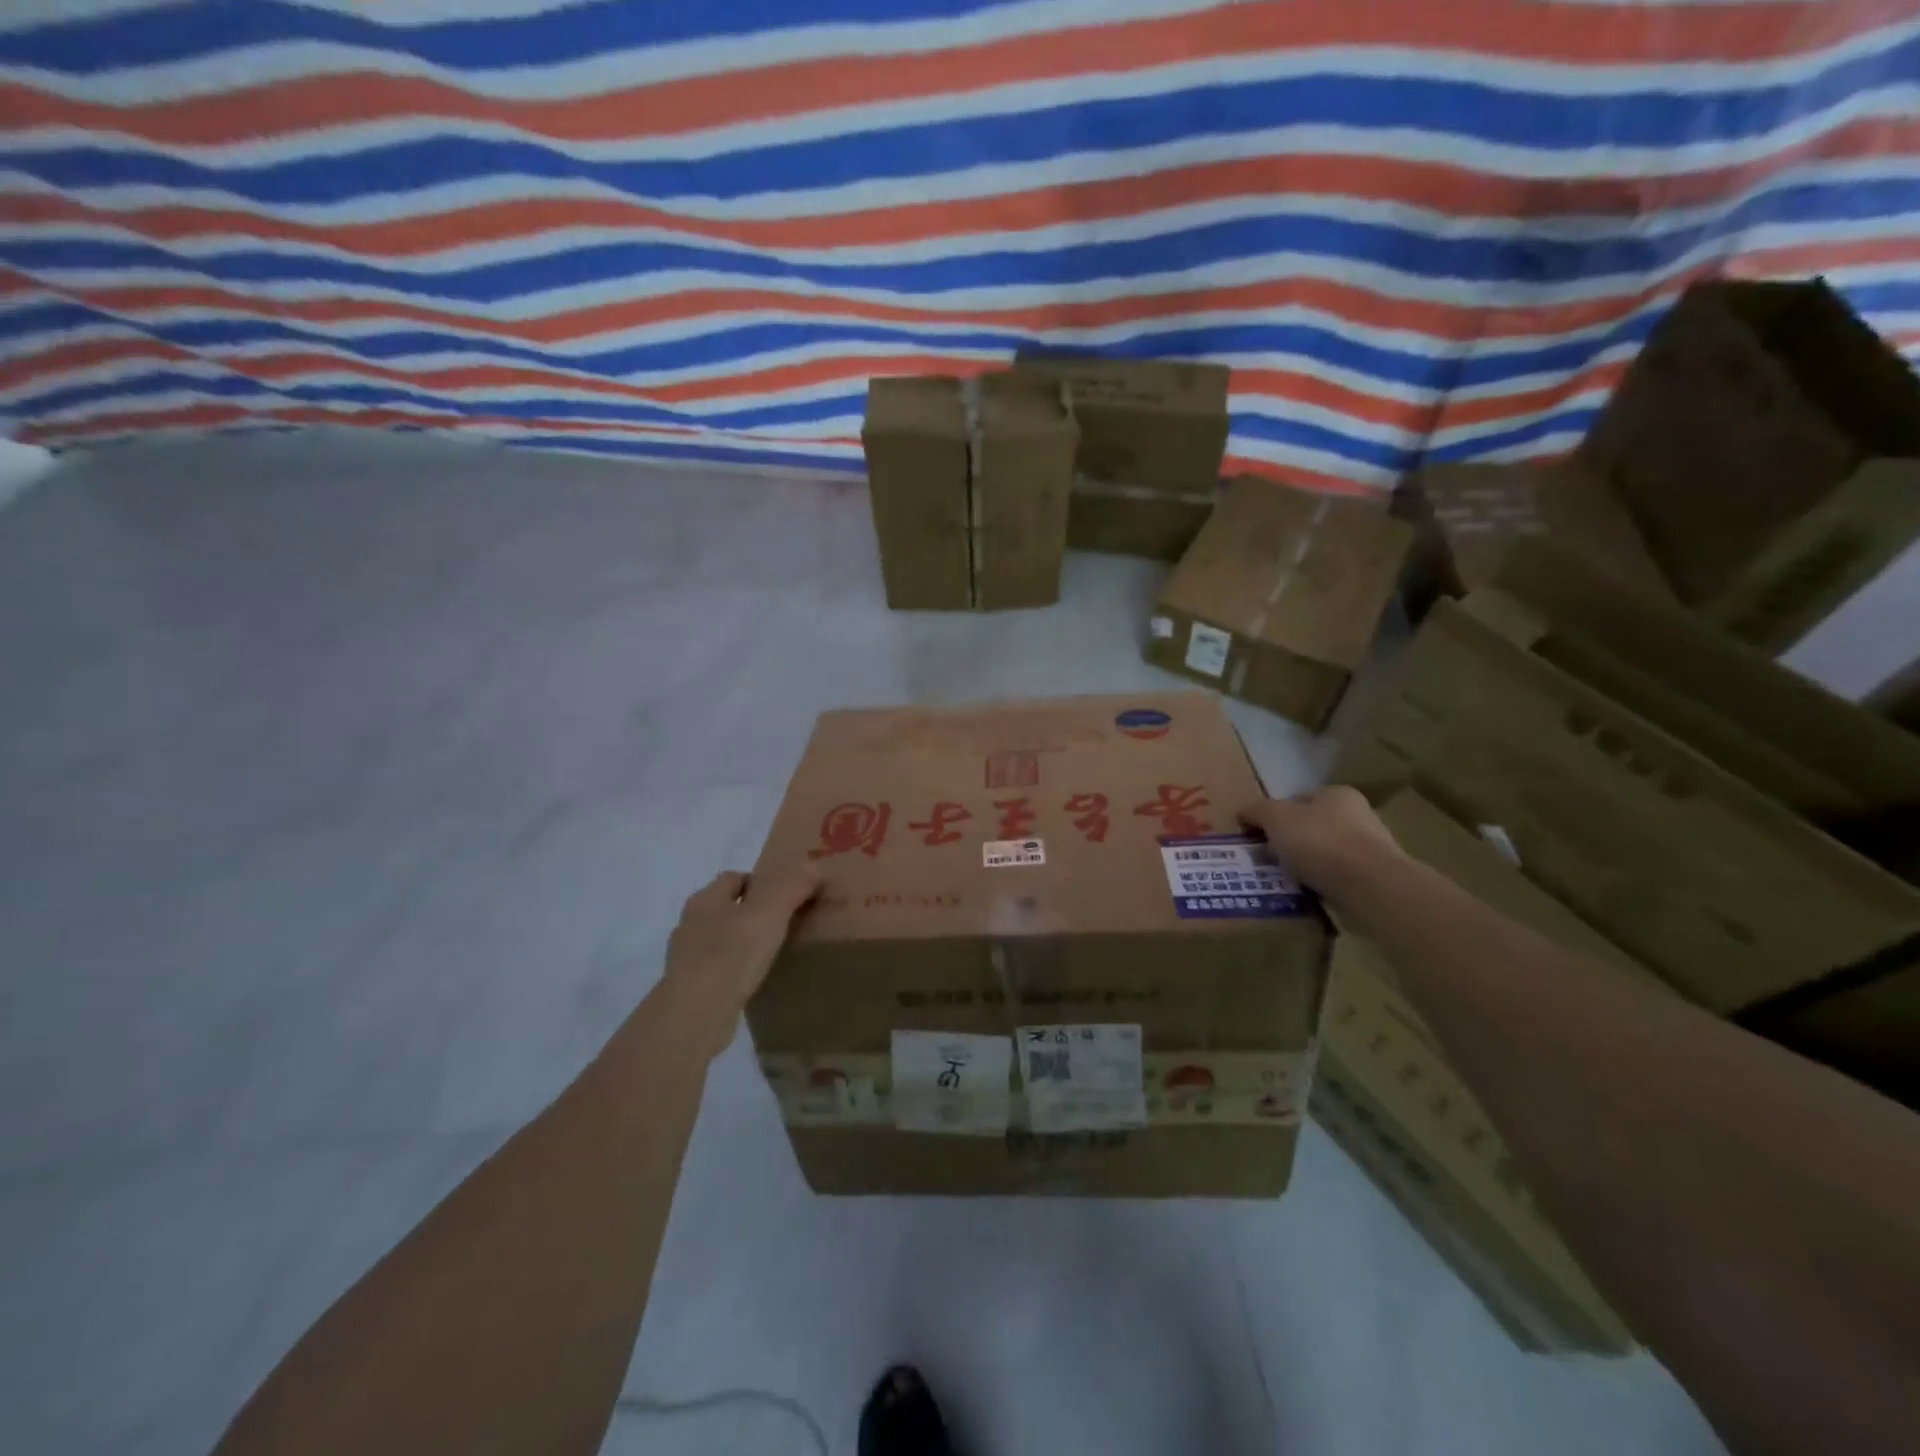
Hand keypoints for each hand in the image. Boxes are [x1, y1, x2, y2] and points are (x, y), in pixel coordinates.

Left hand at [662, 865, 823, 1047]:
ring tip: (770, 954)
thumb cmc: (732, 954)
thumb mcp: (770, 913)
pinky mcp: (688, 988)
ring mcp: (686, 958)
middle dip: (751, 912)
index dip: (761, 882)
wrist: (695, 1015)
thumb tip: (814, 866)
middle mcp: (690, 923)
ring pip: (719, 939)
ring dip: (741, 942)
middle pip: (726, 907)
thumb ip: (793, 886)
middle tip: (783, 924)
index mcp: (705, 899)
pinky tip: (752, 981)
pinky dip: (734, 970)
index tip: (787, 897)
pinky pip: (716, 969)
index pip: (734, 877)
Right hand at [1239, 787, 1403, 896]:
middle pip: (1309, 826)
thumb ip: (1257, 811)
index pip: (1296, 799)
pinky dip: (1319, 884)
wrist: (1370, 887)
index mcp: (1336, 794)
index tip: (1257, 836)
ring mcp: (1368, 848)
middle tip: (1266, 860)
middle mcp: (1357, 815)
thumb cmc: (1320, 842)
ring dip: (1303, 865)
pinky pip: (1335, 878)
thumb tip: (1244, 812)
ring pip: (1322, 853)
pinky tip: (1306, 894)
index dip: (1273, 815)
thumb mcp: (1276, 818)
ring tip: (1282, 880)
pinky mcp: (1373, 878)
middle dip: (1288, 842)